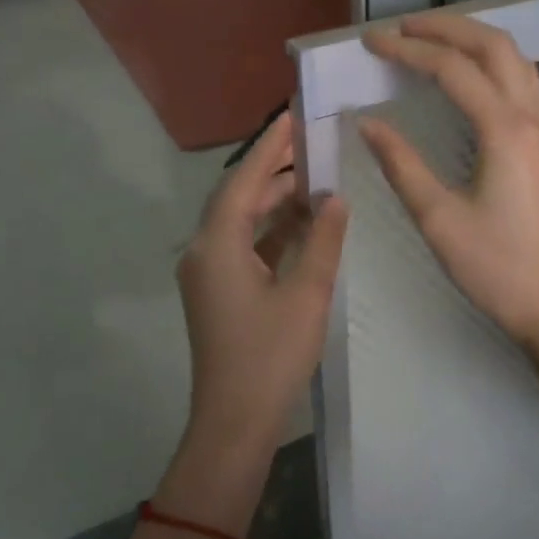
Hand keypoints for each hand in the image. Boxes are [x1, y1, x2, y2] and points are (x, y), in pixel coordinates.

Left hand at [178, 113, 348, 452]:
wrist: (236, 421)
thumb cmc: (271, 355)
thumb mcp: (306, 293)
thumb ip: (322, 240)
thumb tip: (336, 198)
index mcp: (216, 246)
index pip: (242, 182)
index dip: (269, 149)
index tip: (292, 118)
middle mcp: (203, 253)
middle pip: (238, 199)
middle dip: (274, 172)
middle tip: (312, 146)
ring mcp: (208, 275)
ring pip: (240, 224)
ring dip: (274, 203)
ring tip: (315, 180)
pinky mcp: (218, 294)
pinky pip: (243, 248)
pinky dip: (270, 232)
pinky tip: (302, 225)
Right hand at [359, 13, 538, 368]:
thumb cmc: (495, 268)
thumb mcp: (438, 219)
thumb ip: (402, 164)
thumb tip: (368, 124)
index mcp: (506, 131)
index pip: (454, 69)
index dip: (410, 50)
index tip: (372, 41)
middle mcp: (534, 118)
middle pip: (494, 47)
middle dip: (447, 28)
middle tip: (402, 27)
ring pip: (516, 60)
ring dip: (474, 40)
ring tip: (432, 40)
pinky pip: (524, 83)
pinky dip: (492, 65)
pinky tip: (468, 77)